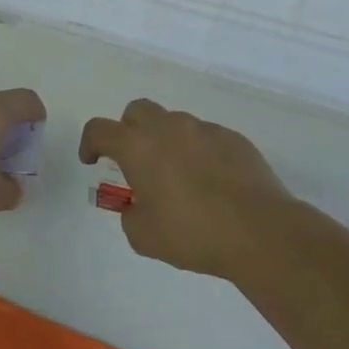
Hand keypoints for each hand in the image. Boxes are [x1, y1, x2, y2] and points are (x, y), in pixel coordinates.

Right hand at [79, 99, 294, 278]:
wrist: (259, 230)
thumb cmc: (193, 234)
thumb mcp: (144, 237)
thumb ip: (131, 215)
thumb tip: (138, 205)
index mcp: (138, 147)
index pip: (100, 130)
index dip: (89, 143)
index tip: (92, 160)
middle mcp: (169, 128)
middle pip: (137, 111)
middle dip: (128, 131)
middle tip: (135, 162)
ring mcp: (204, 129)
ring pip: (174, 122)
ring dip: (166, 141)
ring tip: (177, 176)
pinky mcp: (233, 138)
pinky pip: (205, 136)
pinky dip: (198, 151)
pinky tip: (210, 181)